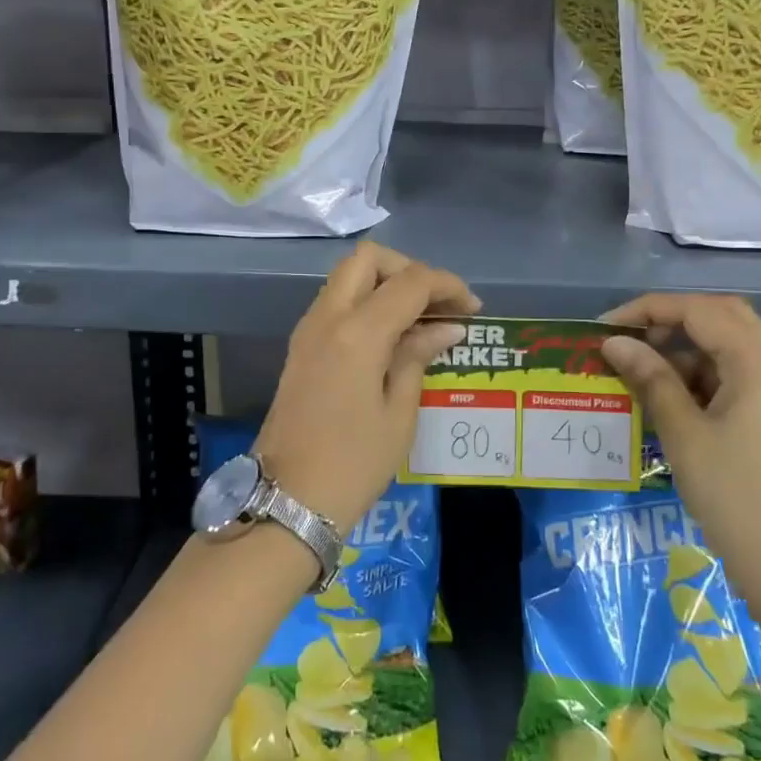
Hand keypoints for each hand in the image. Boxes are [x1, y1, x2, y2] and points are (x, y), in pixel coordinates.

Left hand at [256, 243, 477, 533]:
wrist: (287, 501)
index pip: (410, 283)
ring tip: (420, 318)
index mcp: (357, 333)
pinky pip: (337, 301)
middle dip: (408, 269)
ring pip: (348, 276)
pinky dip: (366, 301)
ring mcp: (308, 329)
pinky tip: (392, 335)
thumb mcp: (398, 413)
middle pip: (368, 259)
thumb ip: (418, 356)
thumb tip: (446, 328)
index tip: (473, 307)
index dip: (447, 286)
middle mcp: (327, 317)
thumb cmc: (353, 463)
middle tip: (437, 303)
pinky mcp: (301, 346)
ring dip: (385, 283)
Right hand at [600, 294, 760, 666]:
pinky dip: (704, 374)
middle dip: (672, 320)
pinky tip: (672, 398)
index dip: (649, 310)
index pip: (699, 310)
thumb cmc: (733, 495)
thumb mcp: (684, 433)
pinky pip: (739, 375)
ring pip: (731, 346)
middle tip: (630, 338)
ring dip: (687, 348)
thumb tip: (614, 343)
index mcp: (759, 362)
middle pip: (722, 316)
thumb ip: (650, 378)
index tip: (606, 327)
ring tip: (643, 371)